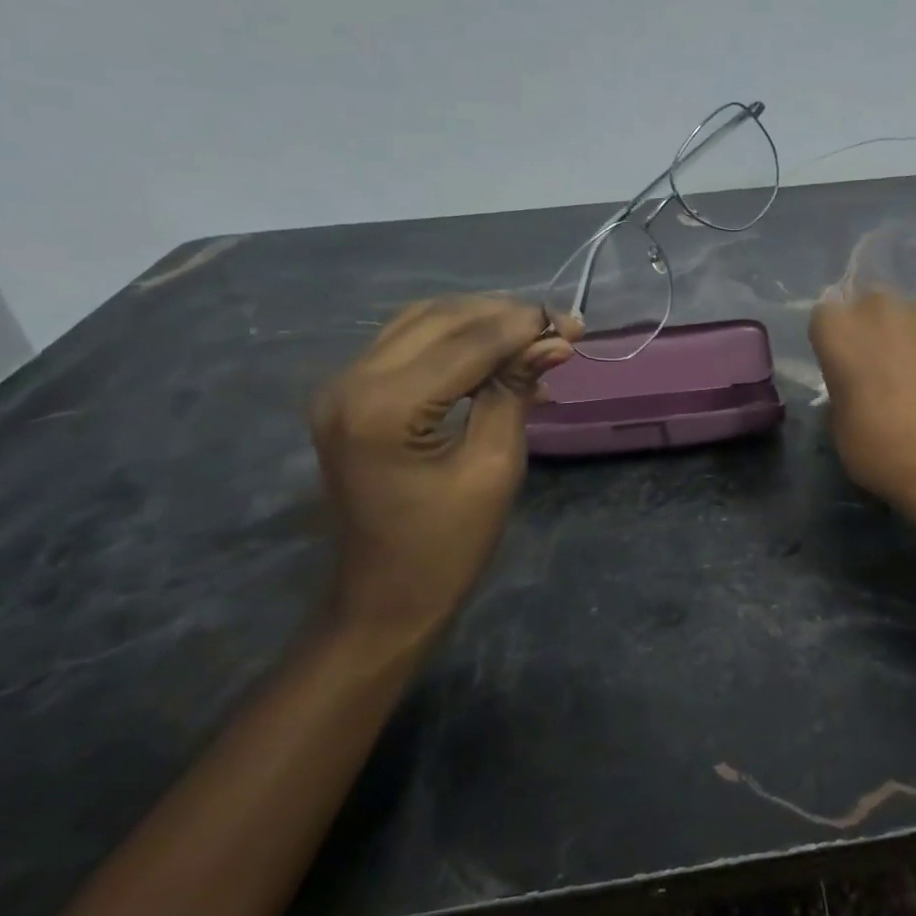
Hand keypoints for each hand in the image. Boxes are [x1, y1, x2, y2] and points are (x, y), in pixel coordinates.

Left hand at [310, 296, 579, 643]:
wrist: (384, 598)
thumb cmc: (447, 546)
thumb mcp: (494, 467)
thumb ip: (516, 392)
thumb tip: (555, 341)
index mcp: (383, 408)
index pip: (466, 342)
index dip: (524, 327)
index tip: (574, 325)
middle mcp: (350, 382)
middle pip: (441, 319)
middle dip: (505, 316)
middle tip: (560, 328)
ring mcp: (341, 386)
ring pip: (422, 322)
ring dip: (481, 322)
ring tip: (534, 336)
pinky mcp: (347, 395)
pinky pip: (407, 345)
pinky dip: (456, 341)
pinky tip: (497, 354)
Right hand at [809, 291, 915, 533]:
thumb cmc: (881, 447)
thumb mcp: (841, 428)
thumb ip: (843, 393)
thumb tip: (856, 390)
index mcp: (838, 331)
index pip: (825, 318)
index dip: (835, 341)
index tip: (843, 365)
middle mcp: (878, 309)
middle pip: (870, 306)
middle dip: (874, 328)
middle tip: (883, 365)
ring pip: (913, 313)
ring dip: (913, 334)